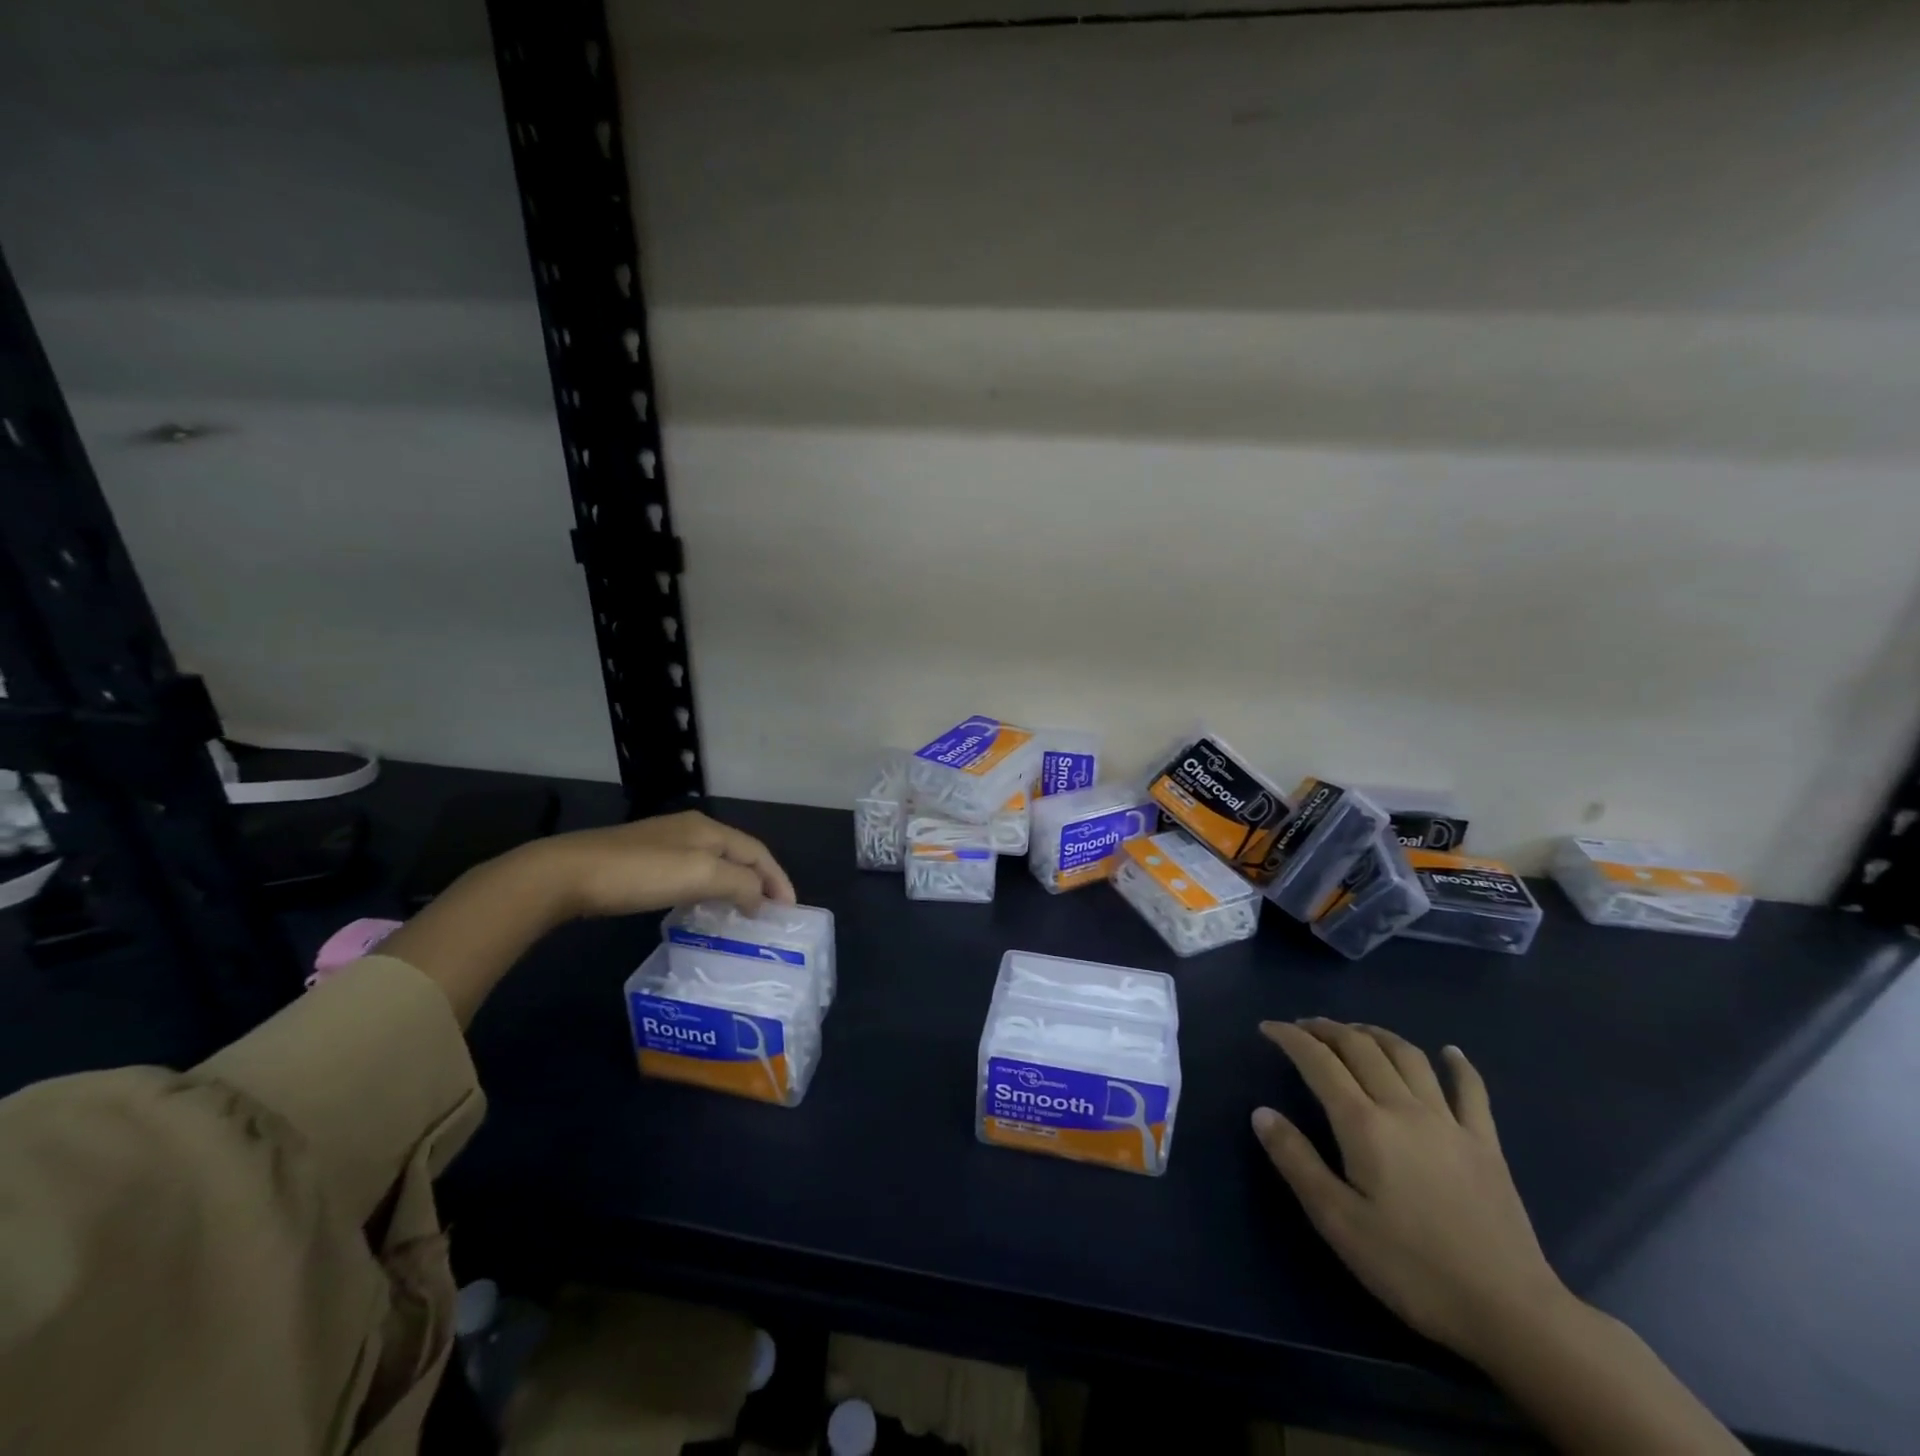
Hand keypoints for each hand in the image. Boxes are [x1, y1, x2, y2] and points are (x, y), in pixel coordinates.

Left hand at [539, 811, 797, 918]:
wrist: (567, 874)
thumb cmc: (640, 873)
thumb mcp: (699, 875)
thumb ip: (740, 883)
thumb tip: (760, 897)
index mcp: (709, 829)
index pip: (757, 851)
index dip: (777, 879)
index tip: (789, 911)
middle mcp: (691, 830)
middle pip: (738, 855)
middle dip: (759, 881)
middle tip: (770, 913)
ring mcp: (664, 844)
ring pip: (714, 864)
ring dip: (734, 886)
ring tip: (742, 914)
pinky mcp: (641, 861)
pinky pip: (690, 873)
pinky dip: (707, 890)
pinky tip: (699, 907)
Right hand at [1251, 1019, 1574, 1366]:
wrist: (1510, 1312)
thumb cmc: (1411, 1269)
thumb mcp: (1338, 1221)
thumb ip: (1296, 1161)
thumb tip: (1261, 1112)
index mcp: (1364, 1124)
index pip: (1318, 1062)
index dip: (1290, 1038)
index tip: (1267, 1028)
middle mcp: (1403, 1108)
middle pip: (1361, 1048)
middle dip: (1327, 1029)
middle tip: (1303, 1026)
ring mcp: (1449, 1122)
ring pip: (1407, 1057)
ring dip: (1376, 1034)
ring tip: (1355, 1031)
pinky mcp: (1485, 1144)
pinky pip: (1471, 1091)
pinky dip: (1459, 1065)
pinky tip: (1450, 1052)